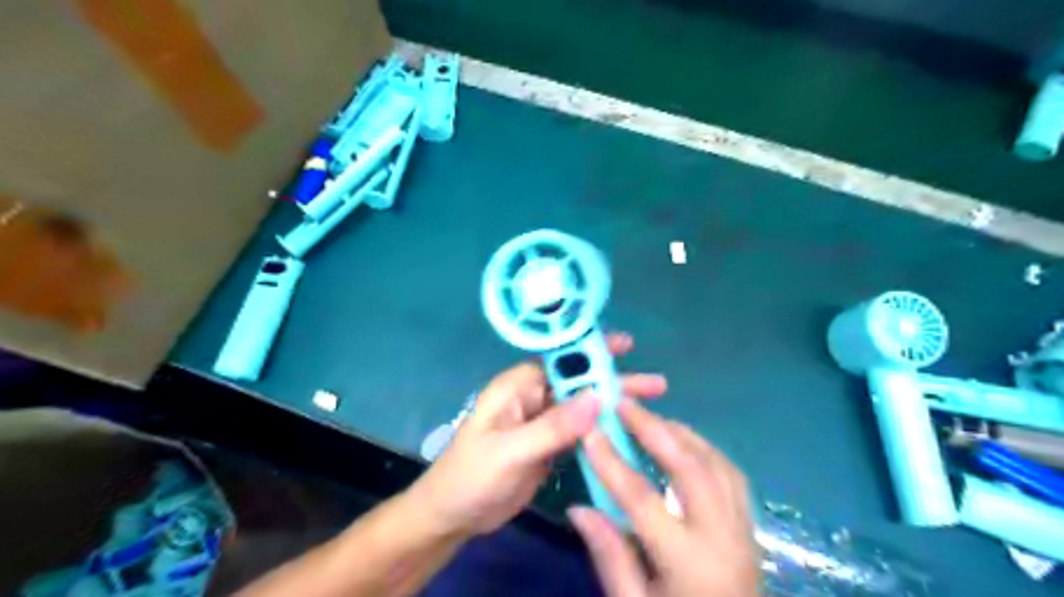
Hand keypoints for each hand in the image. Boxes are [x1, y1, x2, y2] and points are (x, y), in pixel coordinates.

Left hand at [407, 333, 663, 538]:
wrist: (454, 515)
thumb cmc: (472, 476)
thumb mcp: (510, 451)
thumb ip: (552, 427)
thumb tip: (597, 398)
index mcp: (518, 386)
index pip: (560, 360)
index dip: (591, 351)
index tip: (626, 347)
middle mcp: (533, 397)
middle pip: (579, 383)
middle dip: (614, 382)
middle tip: (656, 386)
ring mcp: (542, 422)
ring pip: (583, 408)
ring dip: (613, 408)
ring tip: (652, 409)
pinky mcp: (549, 445)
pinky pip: (580, 432)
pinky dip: (602, 432)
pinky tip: (627, 435)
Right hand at [574, 400, 755, 596]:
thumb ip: (610, 556)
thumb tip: (578, 508)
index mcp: (689, 563)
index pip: (642, 498)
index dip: (611, 461)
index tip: (588, 431)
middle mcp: (722, 536)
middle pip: (690, 466)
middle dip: (654, 429)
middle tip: (624, 405)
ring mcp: (743, 528)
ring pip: (715, 462)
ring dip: (681, 433)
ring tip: (649, 419)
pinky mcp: (750, 526)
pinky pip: (729, 473)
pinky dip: (703, 450)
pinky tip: (684, 445)